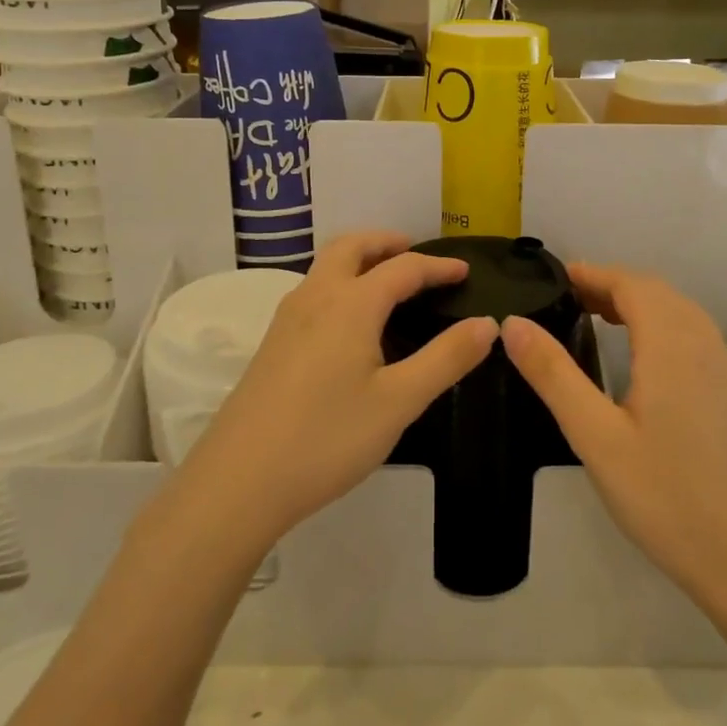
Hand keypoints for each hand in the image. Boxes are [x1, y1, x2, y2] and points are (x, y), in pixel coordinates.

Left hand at [184, 232, 497, 550]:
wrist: (239, 482)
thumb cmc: (327, 438)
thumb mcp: (399, 401)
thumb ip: (446, 359)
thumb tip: (487, 324)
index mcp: (350, 304)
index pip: (402, 268)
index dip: (437, 267)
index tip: (465, 271)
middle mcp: (314, 298)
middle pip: (350, 247)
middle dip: (386, 243)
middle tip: (415, 255)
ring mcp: (286, 320)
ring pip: (325, 267)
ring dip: (359, 260)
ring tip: (388, 283)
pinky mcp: (272, 345)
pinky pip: (312, 292)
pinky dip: (340, 284)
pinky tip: (350, 324)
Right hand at [502, 263, 726, 605]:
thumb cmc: (662, 495)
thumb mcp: (594, 435)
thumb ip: (553, 374)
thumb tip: (513, 323)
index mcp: (672, 346)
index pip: (632, 285)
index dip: (594, 274)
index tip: (558, 277)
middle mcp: (705, 345)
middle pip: (658, 293)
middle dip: (614, 285)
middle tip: (570, 298)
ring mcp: (726, 369)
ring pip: (681, 313)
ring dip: (640, 304)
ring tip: (600, 318)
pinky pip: (696, 337)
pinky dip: (663, 326)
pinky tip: (644, 358)